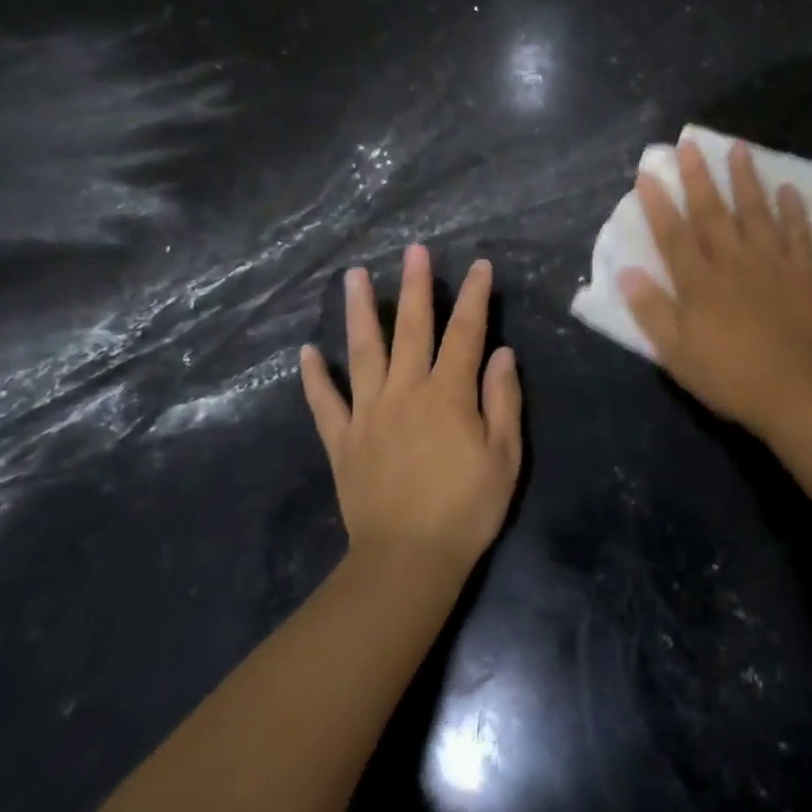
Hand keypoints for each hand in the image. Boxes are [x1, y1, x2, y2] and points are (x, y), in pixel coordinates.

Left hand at [301, 245, 523, 577]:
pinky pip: (325, 403)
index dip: (473, 297)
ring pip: (363, 352)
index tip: (478, 266)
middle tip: (412, 250)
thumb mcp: (504, 456)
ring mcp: (369, 413)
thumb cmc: (466, 509)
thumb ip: (503, 400)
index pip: (465, 333)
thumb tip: (502, 353)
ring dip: (360, 312)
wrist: (408, 561)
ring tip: (354, 277)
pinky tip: (307, 352)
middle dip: (415, 286)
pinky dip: (315, 378)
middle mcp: (406, 392)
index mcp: (448, 394)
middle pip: (412, 329)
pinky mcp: (342, 441)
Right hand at [619, 139, 811, 437]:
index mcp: (699, 281)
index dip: (658, 203)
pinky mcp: (804, 274)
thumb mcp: (676, 353)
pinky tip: (789, 189)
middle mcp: (733, 261)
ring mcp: (772, 263)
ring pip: (756, 212)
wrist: (796, 393)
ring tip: (739, 148)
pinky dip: (794, 211)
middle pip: (712, 212)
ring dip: (745, 179)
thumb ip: (651, 310)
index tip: (648, 173)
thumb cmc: (729, 376)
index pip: (673, 234)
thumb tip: (626, 271)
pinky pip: (799, 234)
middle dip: (698, 177)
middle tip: (689, 144)